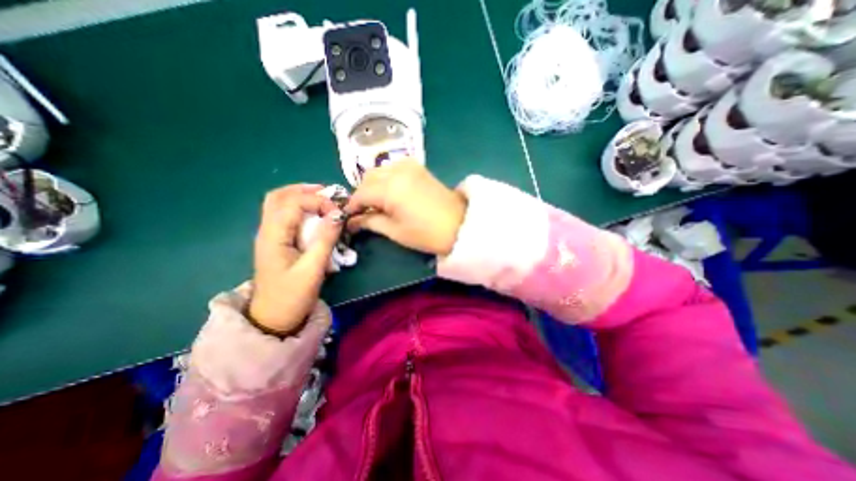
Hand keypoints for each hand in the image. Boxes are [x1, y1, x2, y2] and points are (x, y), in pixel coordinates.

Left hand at [248, 185, 343, 334]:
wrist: (273, 319)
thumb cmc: (292, 296)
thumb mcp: (312, 269)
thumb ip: (325, 240)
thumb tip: (338, 215)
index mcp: (273, 236)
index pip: (293, 203)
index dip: (317, 201)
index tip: (337, 212)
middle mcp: (267, 231)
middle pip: (278, 197)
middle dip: (304, 190)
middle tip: (327, 193)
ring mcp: (270, 236)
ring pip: (279, 204)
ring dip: (301, 196)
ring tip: (323, 199)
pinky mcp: (277, 243)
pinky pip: (285, 216)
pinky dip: (300, 208)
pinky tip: (315, 215)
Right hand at [344, 159, 466, 255]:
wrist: (460, 225)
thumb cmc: (426, 234)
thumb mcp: (395, 231)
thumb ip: (371, 221)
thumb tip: (352, 221)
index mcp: (389, 189)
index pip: (361, 193)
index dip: (352, 206)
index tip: (350, 217)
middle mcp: (397, 171)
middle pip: (368, 179)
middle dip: (362, 194)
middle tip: (365, 211)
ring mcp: (409, 166)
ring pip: (379, 170)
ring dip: (373, 184)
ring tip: (378, 202)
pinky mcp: (418, 167)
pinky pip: (394, 167)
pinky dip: (387, 176)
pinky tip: (391, 190)